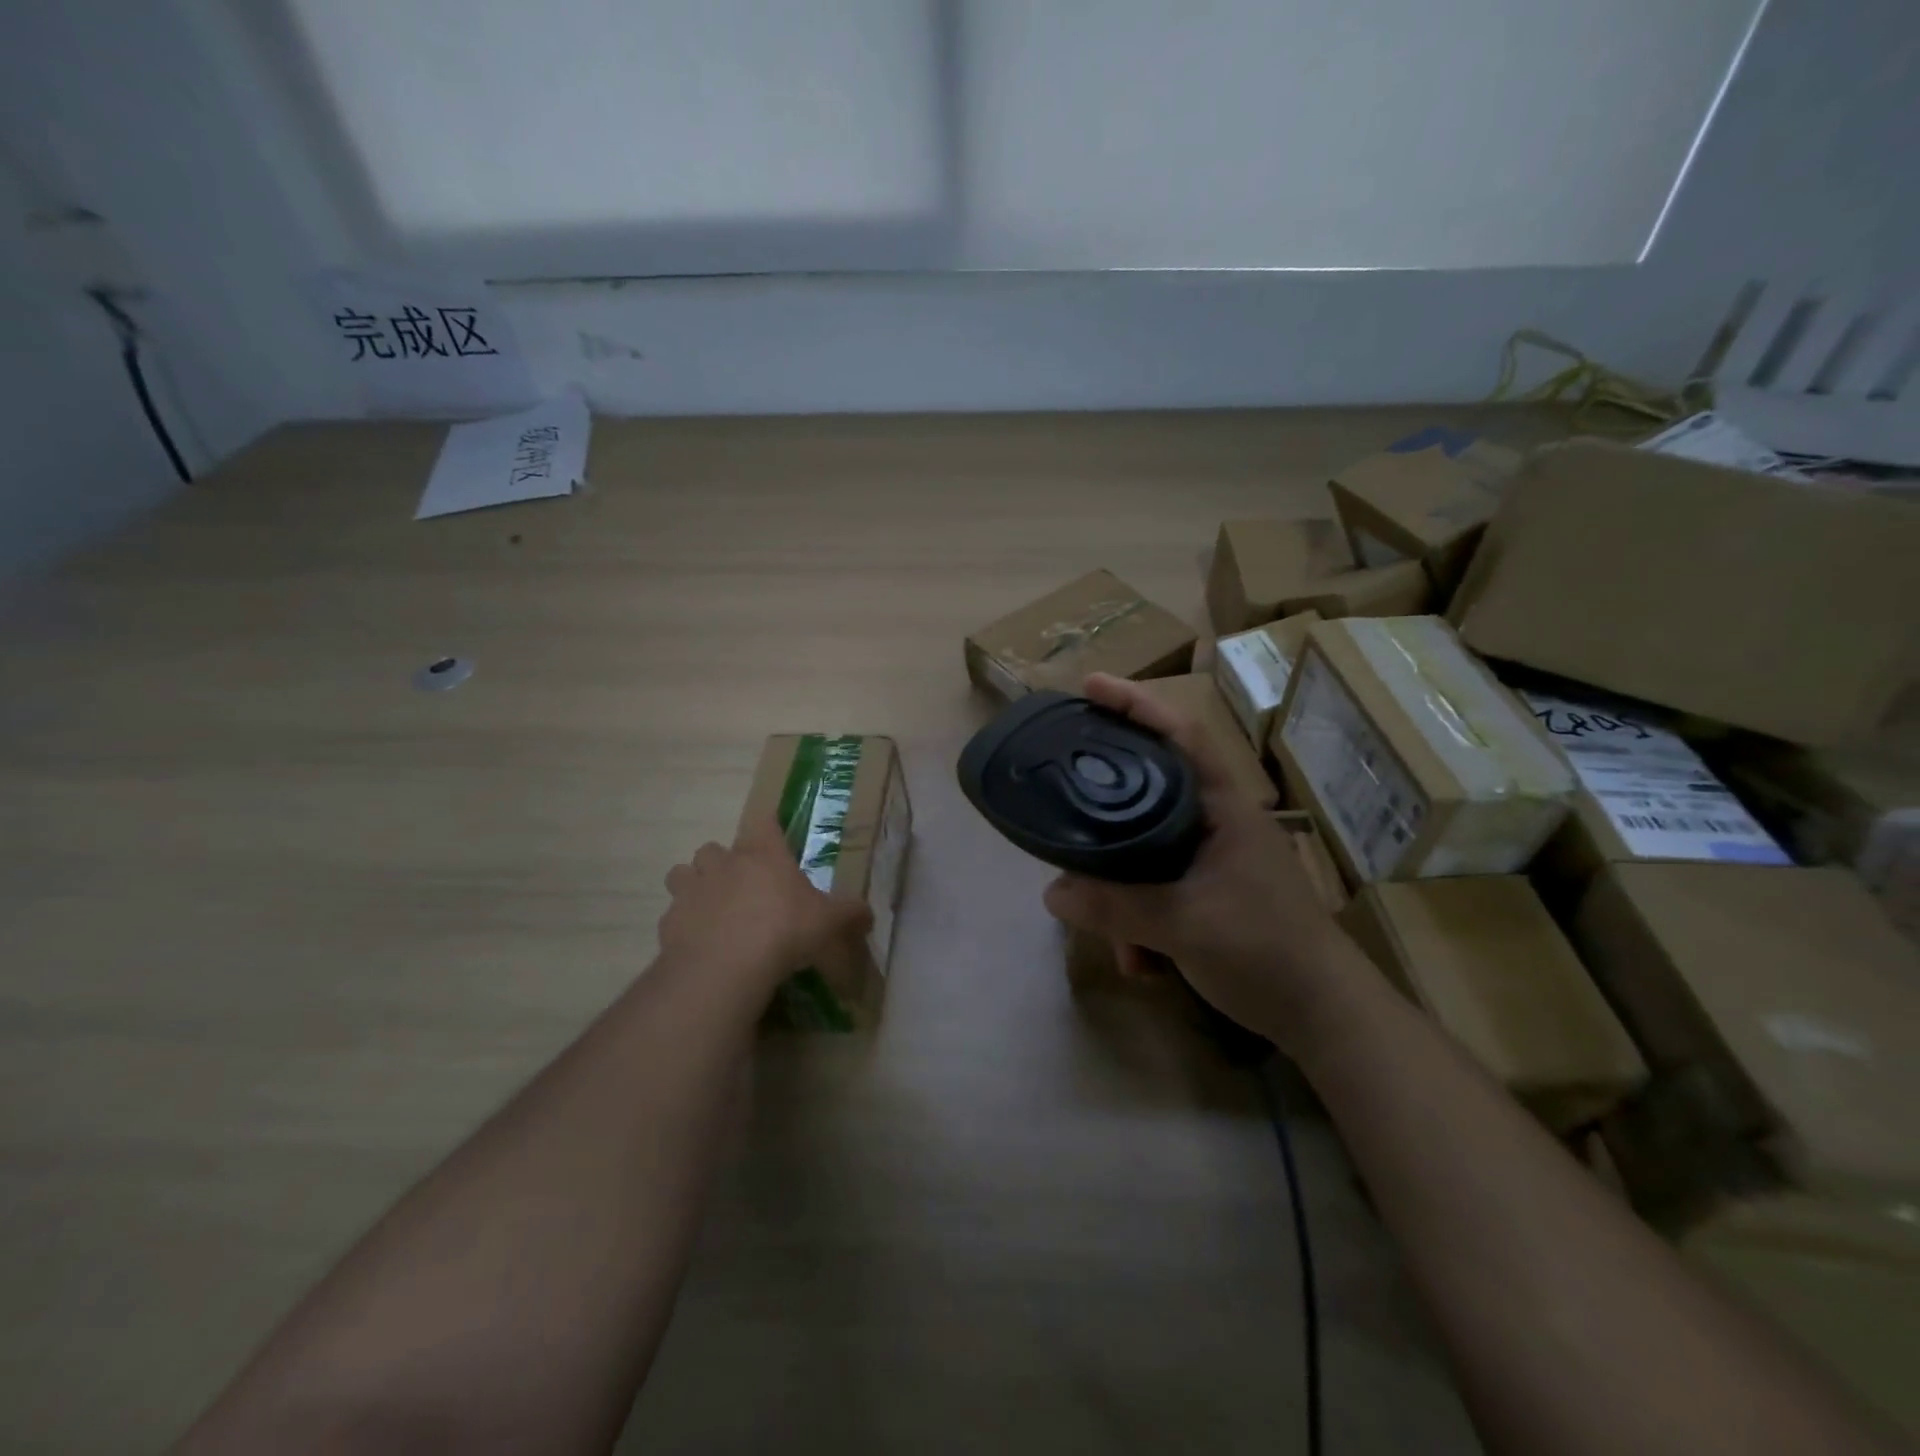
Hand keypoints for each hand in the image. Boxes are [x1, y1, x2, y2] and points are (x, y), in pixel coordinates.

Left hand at [659, 819, 872, 992]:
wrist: (727, 965)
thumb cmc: (784, 930)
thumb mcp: (828, 922)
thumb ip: (849, 913)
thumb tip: (869, 914)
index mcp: (763, 854)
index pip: (763, 822)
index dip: (768, 828)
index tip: (773, 838)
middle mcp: (723, 863)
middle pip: (714, 847)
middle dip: (724, 862)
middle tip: (742, 886)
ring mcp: (692, 889)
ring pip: (683, 873)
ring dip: (695, 885)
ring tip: (712, 908)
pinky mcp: (669, 920)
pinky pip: (673, 913)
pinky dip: (683, 922)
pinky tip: (698, 941)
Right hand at [1043, 673, 1345, 1046]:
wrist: (1325, 1016)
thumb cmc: (1265, 950)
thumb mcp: (1184, 925)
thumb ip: (1116, 906)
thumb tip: (1052, 891)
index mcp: (1221, 809)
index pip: (1180, 735)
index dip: (1137, 704)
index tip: (1091, 685)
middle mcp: (1215, 824)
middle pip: (1147, 794)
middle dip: (1105, 816)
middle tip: (1061, 807)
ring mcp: (1213, 861)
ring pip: (1146, 853)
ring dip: (1122, 897)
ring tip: (1115, 942)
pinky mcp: (1209, 895)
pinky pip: (1157, 891)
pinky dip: (1140, 923)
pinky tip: (1140, 964)